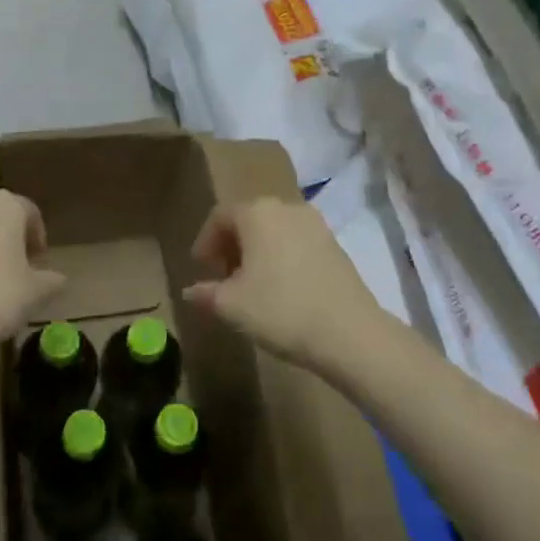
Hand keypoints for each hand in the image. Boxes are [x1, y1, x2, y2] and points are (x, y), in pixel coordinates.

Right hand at [183, 197, 382, 372]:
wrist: (349, 333)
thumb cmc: (281, 310)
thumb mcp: (232, 306)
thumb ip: (206, 294)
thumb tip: (190, 291)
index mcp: (257, 212)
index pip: (220, 217)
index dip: (206, 241)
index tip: (201, 267)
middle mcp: (286, 207)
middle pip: (249, 219)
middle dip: (232, 245)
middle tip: (223, 276)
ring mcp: (315, 224)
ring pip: (274, 230)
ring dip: (258, 251)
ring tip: (252, 284)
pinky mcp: (335, 244)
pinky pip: (297, 242)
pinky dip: (282, 256)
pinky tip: (282, 287)